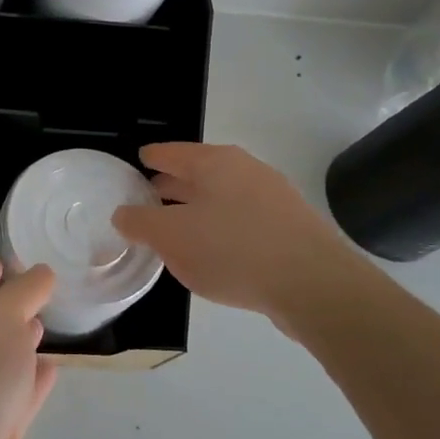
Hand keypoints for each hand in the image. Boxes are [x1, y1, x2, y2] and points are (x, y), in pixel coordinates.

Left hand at [0, 258, 58, 438]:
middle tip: (45, 289)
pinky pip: (20, 394)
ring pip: (4, 357)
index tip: (20, 256)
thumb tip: (41, 274)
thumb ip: (25, 292)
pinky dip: (35, 380)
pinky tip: (53, 368)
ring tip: (48, 324)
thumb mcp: (2, 317)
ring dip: (23, 341)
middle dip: (12, 304)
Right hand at [113, 142, 382, 333]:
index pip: (171, 152)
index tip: (137, 162)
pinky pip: (244, 219)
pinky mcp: (291, 228)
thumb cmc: (233, 250)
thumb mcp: (171, 238)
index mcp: (214, 163)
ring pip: (223, 197)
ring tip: (177, 228)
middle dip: (172, 185)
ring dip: (198, 209)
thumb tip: (123, 213)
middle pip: (199, 172)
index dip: (151, 157)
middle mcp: (246, 170)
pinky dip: (222, 228)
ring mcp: (274, 198)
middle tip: (148, 197)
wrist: (316, 286)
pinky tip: (215, 252)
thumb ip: (140, 222)